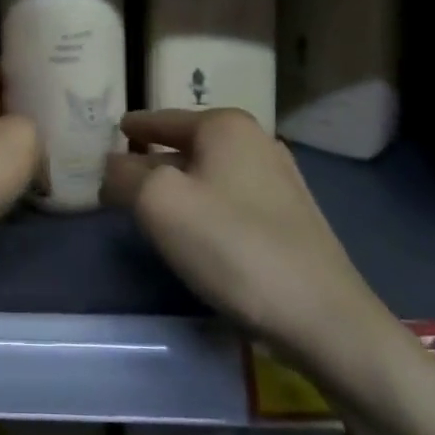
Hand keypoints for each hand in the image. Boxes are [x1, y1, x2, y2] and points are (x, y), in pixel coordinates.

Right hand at [104, 109, 384, 360]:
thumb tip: (112, 165)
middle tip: (120, 179)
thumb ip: (125, 176)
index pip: (163, 118)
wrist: (322, 316)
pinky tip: (196, 233)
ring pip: (211, 173)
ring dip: (180, 186)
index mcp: (225, 126)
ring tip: (152, 207)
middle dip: (154, 160)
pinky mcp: (291, 217)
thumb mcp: (159, 204)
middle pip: (188, 145)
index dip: (134, 126)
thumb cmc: (232, 245)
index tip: (113, 132)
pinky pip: (231, 199)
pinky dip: (206, 207)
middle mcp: (256, 141)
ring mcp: (279, 180)